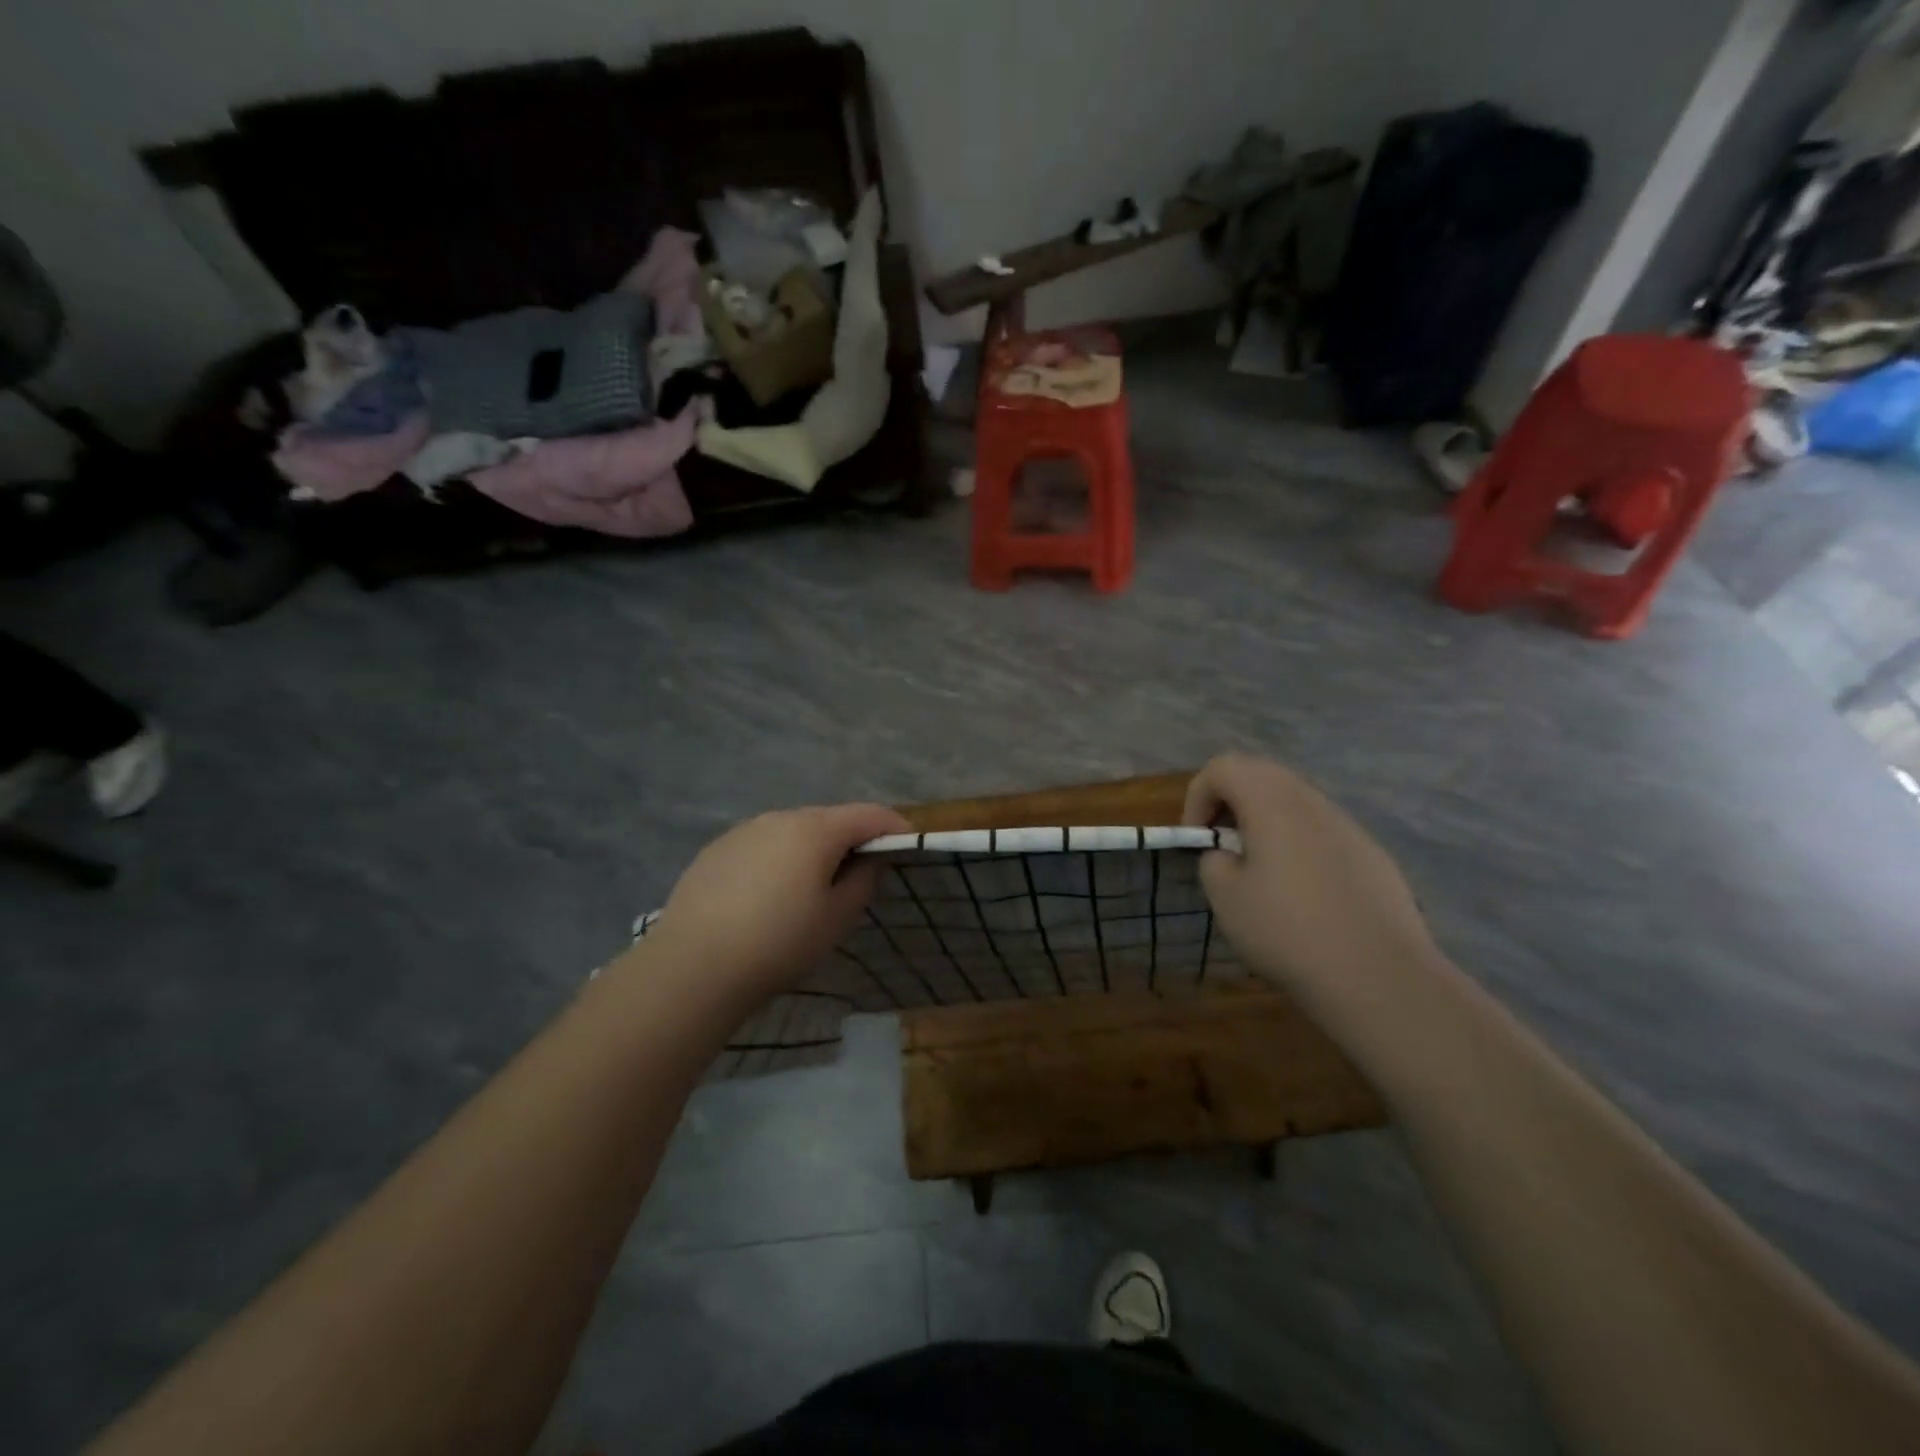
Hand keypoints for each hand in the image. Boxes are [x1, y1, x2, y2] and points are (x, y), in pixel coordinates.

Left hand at [644, 803, 910, 1005]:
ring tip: (812, 887)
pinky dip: (778, 859)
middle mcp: (780, 818)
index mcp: (815, 829)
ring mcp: (744, 831)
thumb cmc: (779, 942)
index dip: (894, 826)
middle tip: (861, 872)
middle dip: (851, 839)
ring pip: (792, 831)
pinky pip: (762, 845)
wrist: (693, 966)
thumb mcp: (836, 918)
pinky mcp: (717, 850)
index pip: (869, 814)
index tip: (908, 845)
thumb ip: (863, 881)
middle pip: (829, 819)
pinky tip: (768, 896)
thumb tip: (868, 860)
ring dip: (812, 849)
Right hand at [1183, 755, 1436, 1011]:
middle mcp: (1311, 800)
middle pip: (1261, 775)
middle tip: (1221, 846)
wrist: (1378, 976)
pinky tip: (1304, 895)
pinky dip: (1299, 845)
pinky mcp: (1372, 854)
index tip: (1197, 840)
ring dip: (1266, 823)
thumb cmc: (1287, 929)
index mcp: (1271, 801)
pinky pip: (1323, 833)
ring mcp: (1348, 826)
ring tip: (1260, 872)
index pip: (1222, 767)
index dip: (1197, 797)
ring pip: (1295, 803)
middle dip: (1230, 803)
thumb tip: (1229, 854)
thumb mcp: (1225, 896)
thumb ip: (1214, 860)